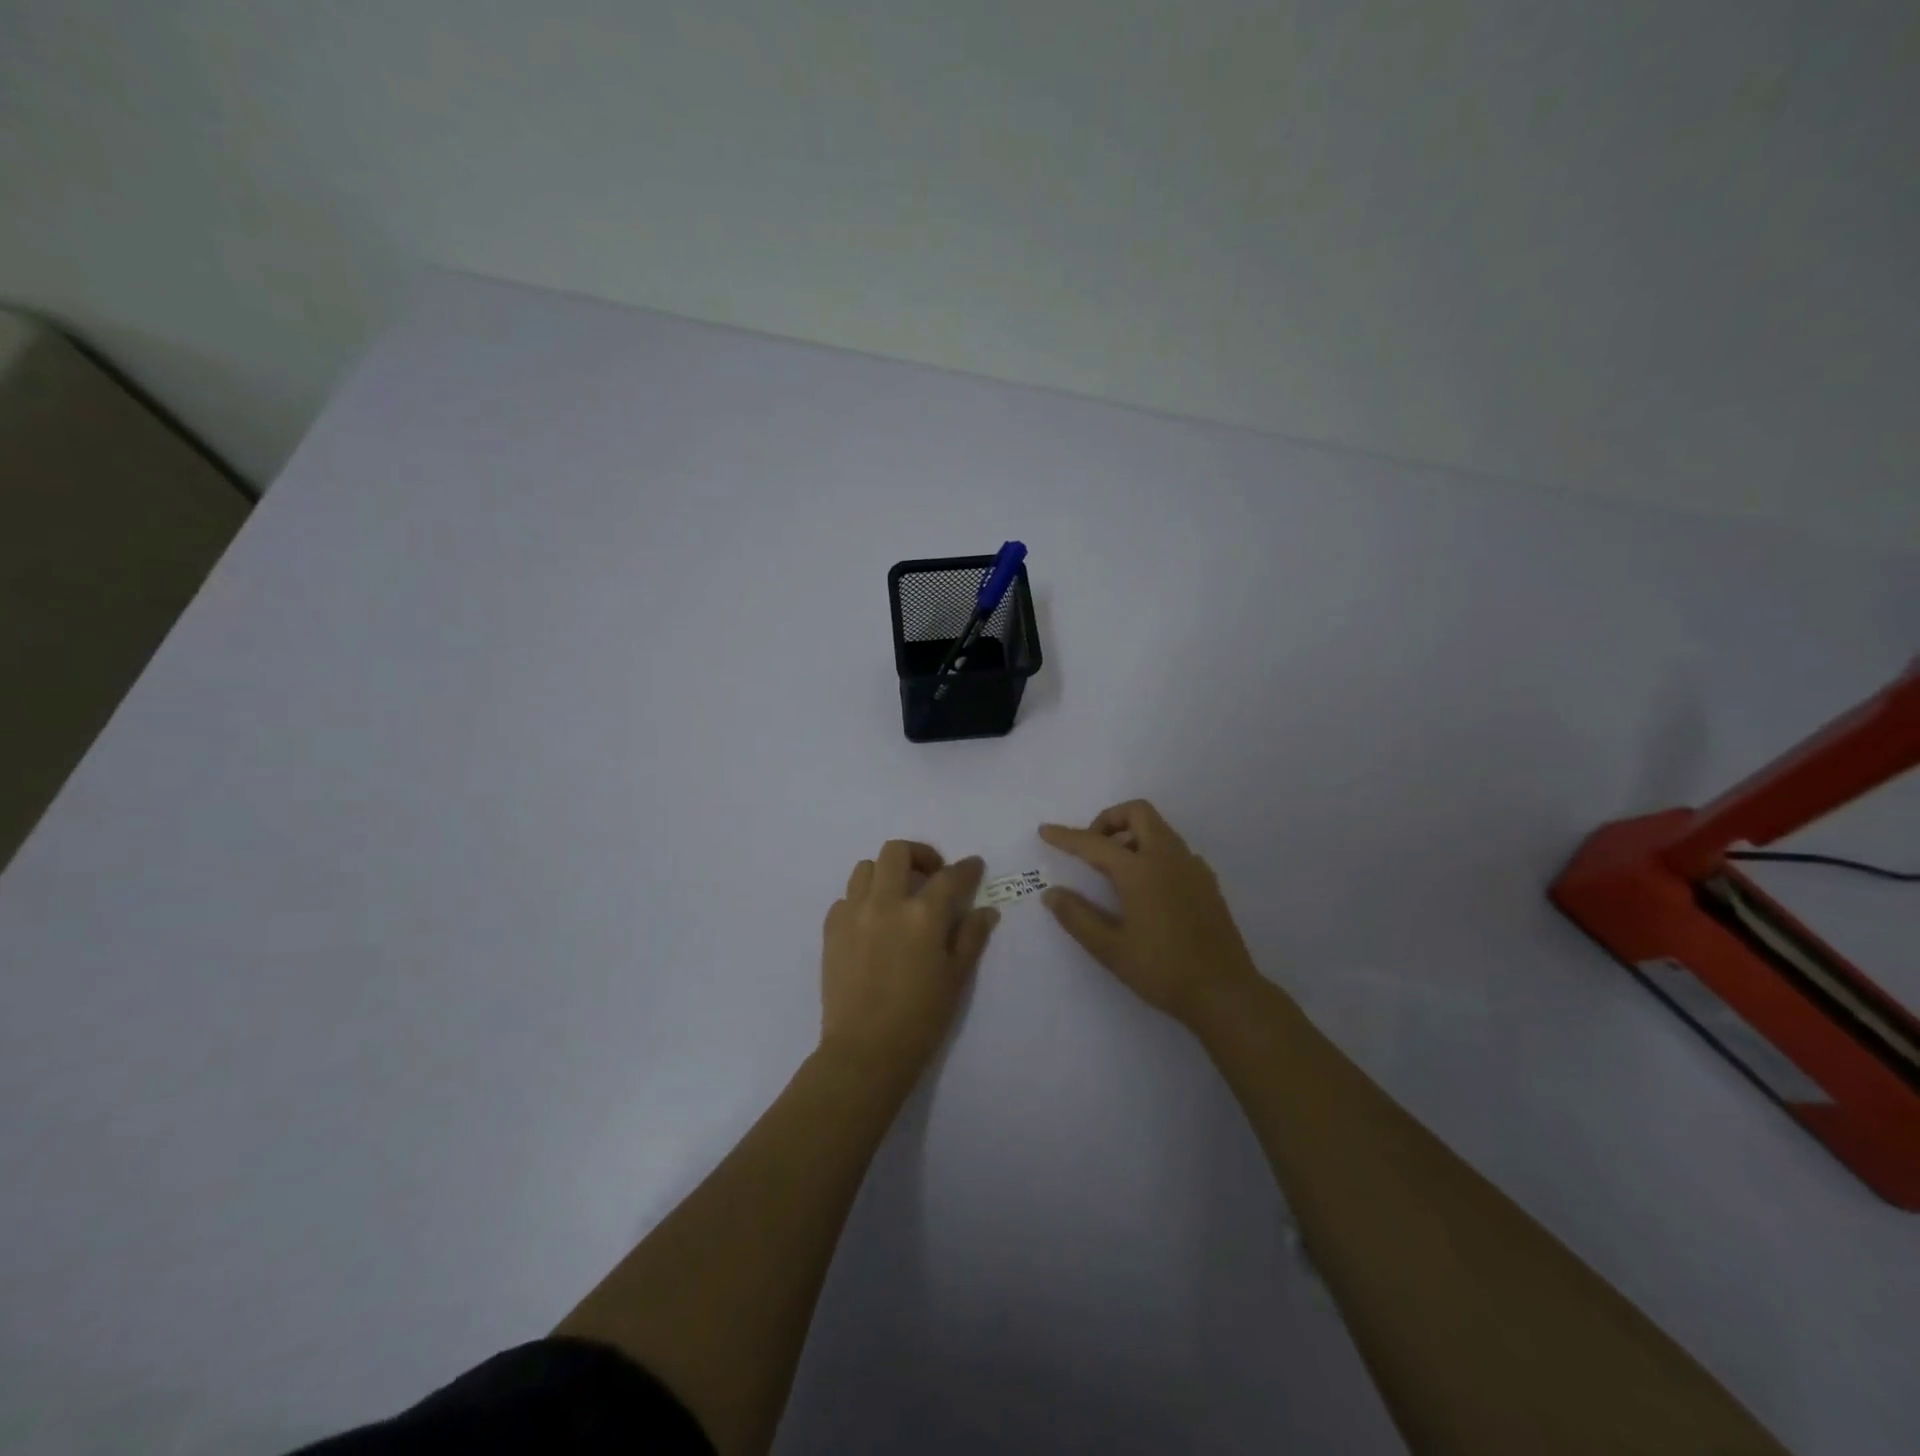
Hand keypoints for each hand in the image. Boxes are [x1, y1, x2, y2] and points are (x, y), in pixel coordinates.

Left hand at [820, 841, 998, 1084]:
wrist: (865, 1052)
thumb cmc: (921, 1019)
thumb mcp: (956, 978)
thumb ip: (971, 937)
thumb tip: (986, 910)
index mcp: (923, 914)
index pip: (950, 876)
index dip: (966, 868)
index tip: (973, 867)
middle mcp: (886, 902)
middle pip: (897, 851)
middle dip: (919, 856)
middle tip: (930, 876)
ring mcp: (853, 913)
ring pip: (866, 867)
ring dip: (886, 873)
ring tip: (897, 896)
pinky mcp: (831, 930)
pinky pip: (845, 898)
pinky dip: (862, 900)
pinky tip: (872, 923)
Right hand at [1040, 800, 1259, 1026]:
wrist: (1224, 992)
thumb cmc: (1162, 971)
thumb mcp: (1110, 949)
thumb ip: (1077, 917)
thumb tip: (1052, 893)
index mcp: (1140, 871)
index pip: (1094, 843)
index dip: (1067, 836)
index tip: (1046, 831)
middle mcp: (1168, 858)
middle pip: (1137, 813)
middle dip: (1109, 820)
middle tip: (1092, 849)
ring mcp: (1192, 867)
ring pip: (1159, 828)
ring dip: (1132, 834)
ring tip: (1115, 871)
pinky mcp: (1207, 881)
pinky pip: (1175, 849)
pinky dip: (1153, 851)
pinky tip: (1147, 888)